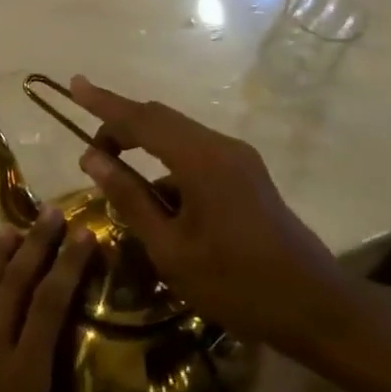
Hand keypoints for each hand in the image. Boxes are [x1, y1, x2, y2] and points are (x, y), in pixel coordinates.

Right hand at [66, 75, 354, 360]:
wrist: (316, 306)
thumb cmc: (236, 283)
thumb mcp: (170, 248)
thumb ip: (130, 198)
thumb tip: (93, 158)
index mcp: (200, 160)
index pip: (141, 119)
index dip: (103, 103)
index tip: (74, 84)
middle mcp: (221, 148)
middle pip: (160, 120)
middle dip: (120, 127)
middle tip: (89, 151)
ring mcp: (238, 160)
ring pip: (178, 138)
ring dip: (144, 149)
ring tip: (117, 183)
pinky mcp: (246, 177)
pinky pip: (196, 157)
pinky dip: (168, 168)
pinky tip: (158, 207)